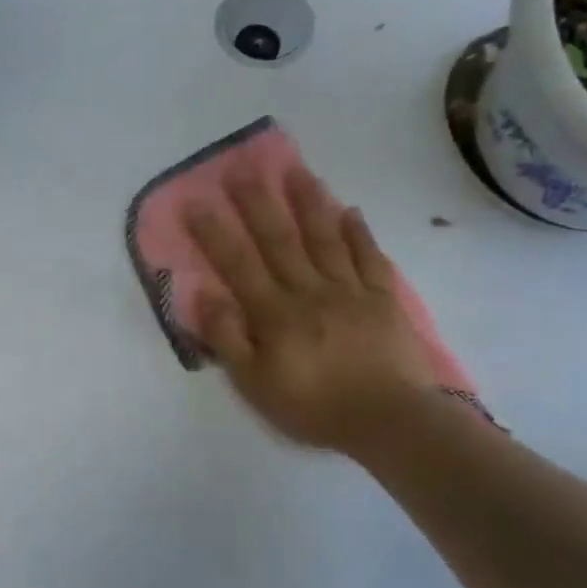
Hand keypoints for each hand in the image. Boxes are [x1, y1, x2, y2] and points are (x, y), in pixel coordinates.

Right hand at [186, 166, 442, 460]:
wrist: (391, 421)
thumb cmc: (314, 406)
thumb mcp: (255, 384)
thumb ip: (228, 337)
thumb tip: (205, 292)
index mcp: (274, 312)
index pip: (237, 263)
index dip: (214, 231)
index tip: (195, 199)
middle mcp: (308, 290)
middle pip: (279, 238)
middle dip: (257, 202)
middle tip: (242, 166)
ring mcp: (349, 290)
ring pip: (324, 237)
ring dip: (308, 202)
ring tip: (295, 170)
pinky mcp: (382, 299)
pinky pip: (369, 257)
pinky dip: (359, 233)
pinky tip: (350, 210)